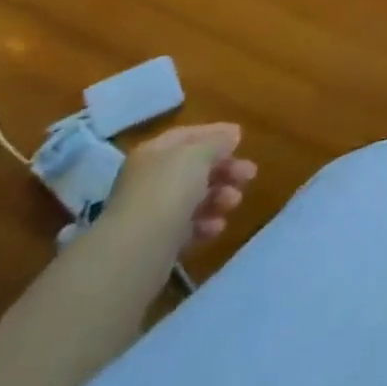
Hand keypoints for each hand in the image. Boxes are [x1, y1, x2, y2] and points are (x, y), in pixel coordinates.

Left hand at [107, 123, 257, 255]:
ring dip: (219, 197)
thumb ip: (217, 142)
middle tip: (250, 175)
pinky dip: (206, 224)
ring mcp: (152, 211)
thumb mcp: (197, 156)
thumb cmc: (168, 191)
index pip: (187, 136)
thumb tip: (232, 134)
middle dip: (224, 169)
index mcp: (154, 153)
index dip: (215, 134)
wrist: (136, 251)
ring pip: (194, 198)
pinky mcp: (158, 241)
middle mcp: (150, 179)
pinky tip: (217, 227)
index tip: (242, 139)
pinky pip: (188, 226)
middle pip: (193, 168)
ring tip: (234, 202)